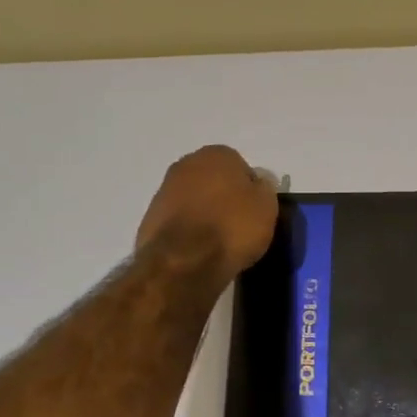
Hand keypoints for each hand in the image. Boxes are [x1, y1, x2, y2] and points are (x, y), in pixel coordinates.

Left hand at [136, 145, 278, 280]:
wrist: (184, 262)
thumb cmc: (232, 227)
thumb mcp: (266, 207)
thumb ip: (264, 188)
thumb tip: (258, 183)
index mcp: (217, 154)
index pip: (241, 167)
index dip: (250, 191)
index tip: (255, 213)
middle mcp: (187, 164)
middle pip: (214, 181)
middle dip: (224, 198)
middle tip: (238, 225)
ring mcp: (164, 190)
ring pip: (194, 200)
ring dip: (204, 214)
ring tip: (218, 242)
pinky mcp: (150, 218)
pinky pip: (179, 220)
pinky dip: (188, 231)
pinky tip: (198, 250)